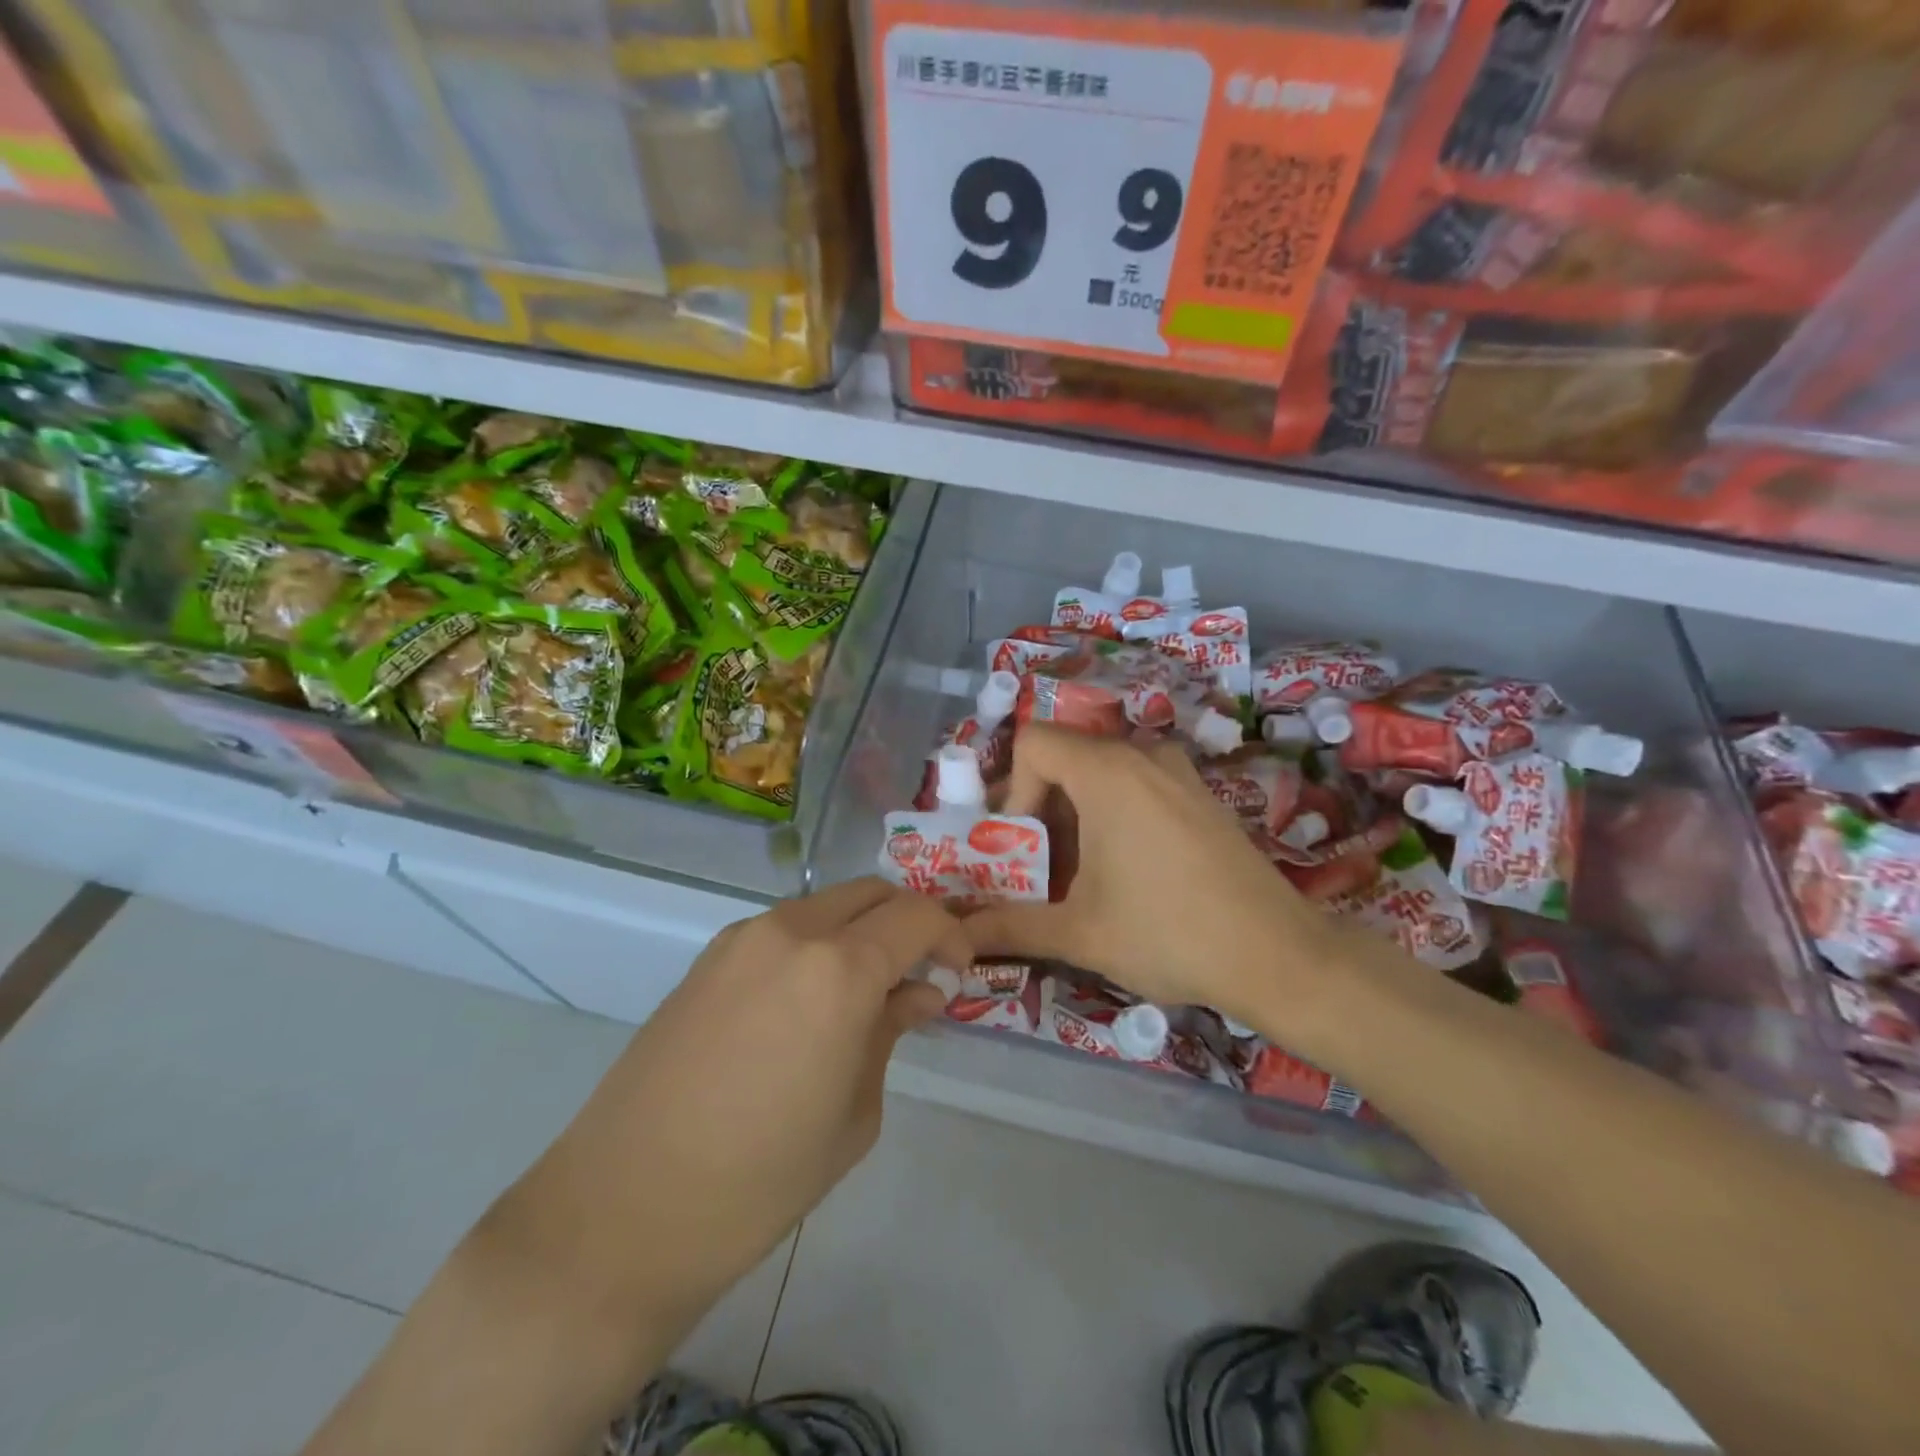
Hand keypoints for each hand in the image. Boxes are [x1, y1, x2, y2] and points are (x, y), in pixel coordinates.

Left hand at [500, 879, 967, 1337]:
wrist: (623, 1211)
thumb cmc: (760, 1180)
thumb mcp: (853, 1114)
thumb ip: (889, 1034)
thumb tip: (917, 993)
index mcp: (838, 969)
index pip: (915, 916)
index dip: (949, 934)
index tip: (958, 970)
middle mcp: (790, 932)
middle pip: (870, 893)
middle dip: (906, 921)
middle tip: (919, 972)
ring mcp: (741, 939)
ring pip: (825, 906)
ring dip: (859, 931)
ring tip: (865, 991)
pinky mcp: (707, 958)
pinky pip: (782, 930)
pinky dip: (815, 944)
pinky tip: (809, 1002)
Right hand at [965, 725, 1350, 1030]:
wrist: (1278, 955)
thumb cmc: (1168, 932)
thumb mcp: (1078, 932)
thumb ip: (1008, 927)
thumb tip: (954, 937)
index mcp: (1107, 771)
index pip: (1033, 743)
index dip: (1013, 789)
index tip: (1023, 845)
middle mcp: (1143, 756)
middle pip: (1066, 758)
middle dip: (1041, 811)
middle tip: (1040, 869)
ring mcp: (1179, 773)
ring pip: (1102, 774)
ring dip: (1076, 816)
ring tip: (1081, 878)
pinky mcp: (1201, 796)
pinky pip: (1138, 786)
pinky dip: (1113, 816)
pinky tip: (1127, 873)